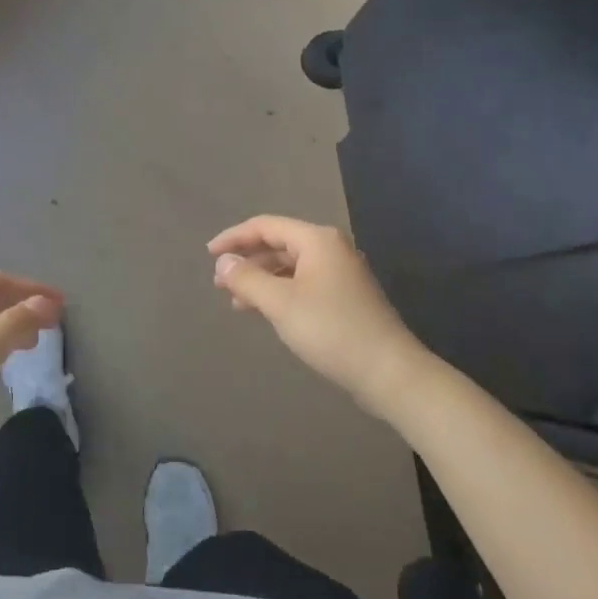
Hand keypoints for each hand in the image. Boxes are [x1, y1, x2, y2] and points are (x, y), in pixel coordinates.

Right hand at [208, 216, 422, 419]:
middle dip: (247, 261)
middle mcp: (330, 249)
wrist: (389, 372)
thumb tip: (224, 262)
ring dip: (261, 279)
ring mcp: (340, 274)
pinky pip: (302, 284)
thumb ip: (247, 278)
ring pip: (289, 266)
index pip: (265, 226)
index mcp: (317, 240)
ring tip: (237, 302)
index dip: (234, 238)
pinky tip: (265, 312)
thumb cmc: (331, 330)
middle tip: (219, 283)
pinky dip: (279, 292)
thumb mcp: (280, 303)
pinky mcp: (345, 298)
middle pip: (278, 244)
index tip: (208, 255)